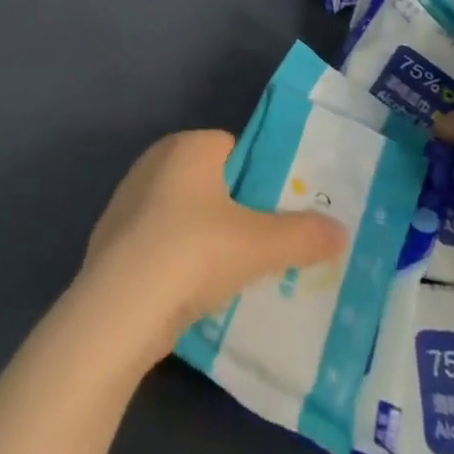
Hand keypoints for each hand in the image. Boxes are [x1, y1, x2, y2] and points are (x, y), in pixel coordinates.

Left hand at [79, 130, 348, 361]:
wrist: (118, 308)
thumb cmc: (193, 252)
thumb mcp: (259, 245)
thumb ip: (303, 236)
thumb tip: (342, 231)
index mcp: (188, 146)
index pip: (234, 148)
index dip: (259, 177)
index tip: (279, 212)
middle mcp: (154, 161)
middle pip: (208, 180)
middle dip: (233, 209)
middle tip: (262, 246)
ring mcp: (127, 199)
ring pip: (180, 212)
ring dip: (202, 236)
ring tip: (231, 275)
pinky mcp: (111, 239)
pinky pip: (157, 241)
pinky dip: (174, 259)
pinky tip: (189, 292)